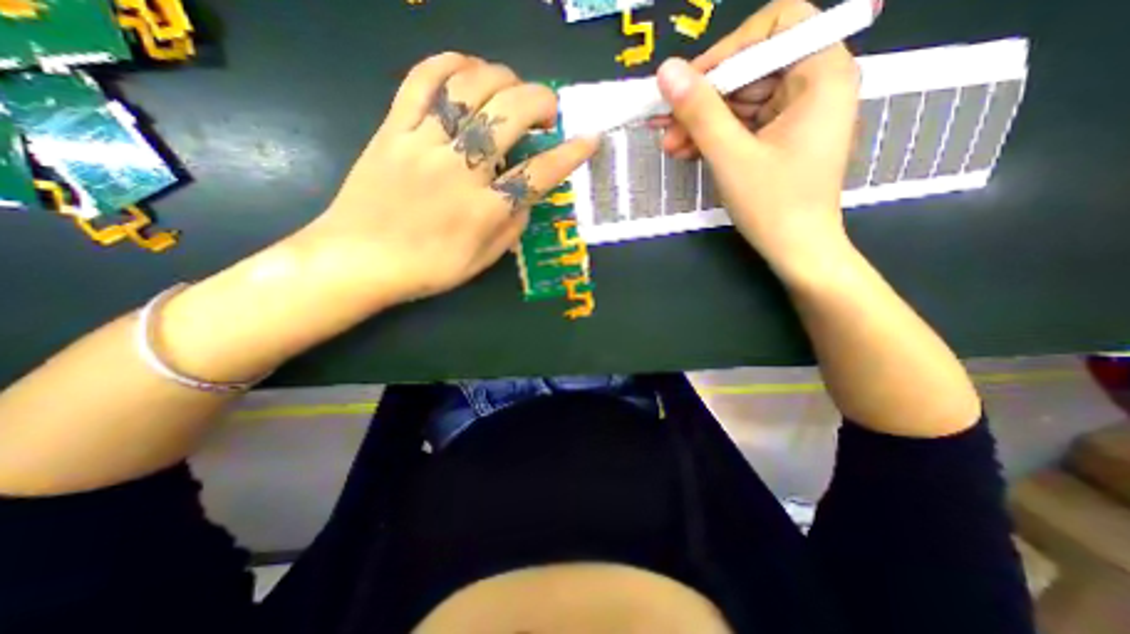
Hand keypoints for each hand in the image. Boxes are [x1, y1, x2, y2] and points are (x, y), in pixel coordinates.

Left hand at [297, 53, 600, 308]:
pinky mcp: (393, 129)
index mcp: (485, 211)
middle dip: (542, 102)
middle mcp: (460, 171)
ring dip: (503, 78)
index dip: (570, 154)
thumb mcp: (483, 261)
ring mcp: (424, 144)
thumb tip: (526, 195)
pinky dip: (449, 64)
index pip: (540, 174)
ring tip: (513, 89)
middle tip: (548, 113)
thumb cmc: (428, 268)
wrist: (359, 260)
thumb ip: (512, 227)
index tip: (590, 139)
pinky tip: (468, 67)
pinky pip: (420, 81)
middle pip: (510, 115)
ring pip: (470, 89)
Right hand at [650, 0, 862, 278]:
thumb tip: (666, 71)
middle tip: (666, 125)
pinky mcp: (780, 137)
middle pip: (751, 68)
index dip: (728, 49)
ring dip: (702, 122)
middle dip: (704, 98)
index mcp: (821, 74)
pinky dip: (714, 136)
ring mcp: (796, 113)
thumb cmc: (774, 205)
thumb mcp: (731, 156)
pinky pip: (742, 124)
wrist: (797, 250)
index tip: (690, 85)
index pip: (776, 25)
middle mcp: (815, 84)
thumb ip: (700, 111)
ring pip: (741, 100)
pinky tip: (686, 152)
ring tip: (670, 146)